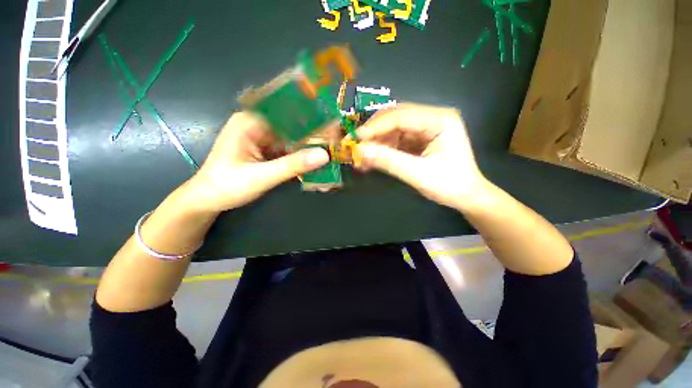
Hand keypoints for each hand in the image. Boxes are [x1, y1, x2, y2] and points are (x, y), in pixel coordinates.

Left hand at [184, 112, 329, 212]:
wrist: (209, 200)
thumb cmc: (227, 186)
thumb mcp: (262, 177)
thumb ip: (293, 165)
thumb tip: (324, 155)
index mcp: (250, 122)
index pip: (286, 110)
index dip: (311, 114)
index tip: (332, 120)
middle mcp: (258, 125)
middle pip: (293, 124)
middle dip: (315, 132)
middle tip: (337, 138)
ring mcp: (264, 138)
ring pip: (294, 137)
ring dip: (311, 145)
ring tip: (332, 149)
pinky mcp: (268, 150)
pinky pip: (290, 149)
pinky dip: (303, 155)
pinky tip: (316, 160)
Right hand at [356, 104, 487, 209]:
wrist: (466, 196)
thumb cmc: (449, 186)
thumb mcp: (418, 174)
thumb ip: (389, 161)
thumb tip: (359, 150)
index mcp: (440, 119)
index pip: (401, 116)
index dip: (375, 127)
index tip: (355, 138)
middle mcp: (432, 117)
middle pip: (395, 117)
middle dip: (374, 133)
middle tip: (355, 146)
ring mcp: (425, 127)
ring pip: (392, 128)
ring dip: (376, 142)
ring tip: (361, 157)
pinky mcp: (419, 138)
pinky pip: (395, 139)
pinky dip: (382, 148)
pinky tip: (372, 158)